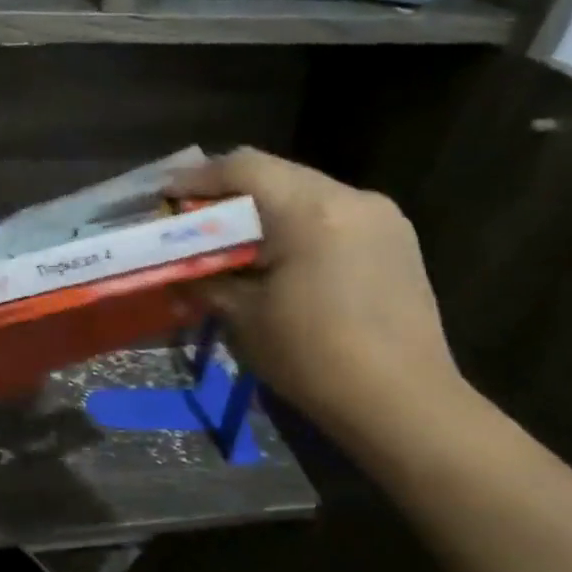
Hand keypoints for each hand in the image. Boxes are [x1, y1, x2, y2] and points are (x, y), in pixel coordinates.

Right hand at [169, 149, 462, 438]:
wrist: (404, 404)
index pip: (243, 168)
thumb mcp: (243, 317)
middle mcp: (351, 197)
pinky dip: (297, 225)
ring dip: (265, 209)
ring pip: (306, 192)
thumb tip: (177, 267)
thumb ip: (205, 278)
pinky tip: (280, 257)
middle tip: (193, 219)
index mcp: (310, 211)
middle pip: (277, 174)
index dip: (197, 177)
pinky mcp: (396, 240)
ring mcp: (381, 216)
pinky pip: (333, 215)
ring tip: (233, 240)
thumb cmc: (313, 359)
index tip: (166, 197)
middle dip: (230, 193)